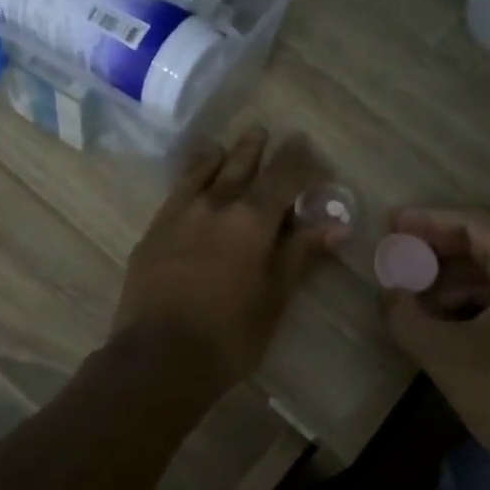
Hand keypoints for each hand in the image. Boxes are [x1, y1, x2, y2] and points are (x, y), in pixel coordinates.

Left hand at [113, 128, 343, 387]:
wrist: (159, 356)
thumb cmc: (230, 334)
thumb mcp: (275, 296)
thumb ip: (300, 253)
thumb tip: (335, 225)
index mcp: (252, 218)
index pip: (283, 174)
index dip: (300, 160)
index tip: (310, 152)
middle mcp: (215, 204)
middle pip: (239, 163)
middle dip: (256, 148)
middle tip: (265, 133)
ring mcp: (179, 214)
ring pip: (202, 170)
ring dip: (219, 156)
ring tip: (225, 148)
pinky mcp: (153, 231)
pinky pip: (176, 191)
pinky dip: (190, 178)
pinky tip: (191, 182)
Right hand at [382, 207, 489, 466]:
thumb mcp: (445, 353)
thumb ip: (407, 316)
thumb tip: (388, 293)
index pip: (476, 222)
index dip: (430, 219)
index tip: (392, 224)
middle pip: (487, 243)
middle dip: (437, 246)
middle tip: (397, 252)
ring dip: (450, 276)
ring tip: (410, 289)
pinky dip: (467, 301)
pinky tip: (438, 320)